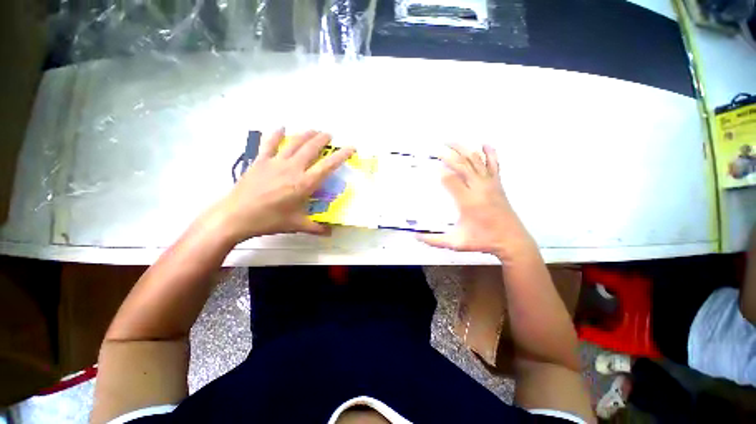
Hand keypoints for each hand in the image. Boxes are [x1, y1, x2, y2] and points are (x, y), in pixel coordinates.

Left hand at [212, 129, 354, 242]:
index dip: (341, 155)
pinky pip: (269, 144)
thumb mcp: (296, 225)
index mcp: (304, 183)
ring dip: (306, 134)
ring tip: (314, 130)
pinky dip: (276, 134)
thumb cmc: (269, 220)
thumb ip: (316, 228)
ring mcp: (275, 162)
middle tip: (330, 135)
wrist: (235, 216)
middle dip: (323, 139)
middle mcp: (293, 168)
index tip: (351, 147)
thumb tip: (330, 233)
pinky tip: (281, 128)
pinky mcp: (260, 161)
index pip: (328, 166)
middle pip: (311, 148)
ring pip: (294, 143)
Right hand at [418, 144, 534, 259]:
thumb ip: (434, 241)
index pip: (450, 179)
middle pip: (462, 164)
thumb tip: (416, 237)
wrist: (512, 241)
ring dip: (463, 149)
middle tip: (436, 149)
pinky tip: (484, 144)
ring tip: (451, 142)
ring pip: (476, 160)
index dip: (439, 171)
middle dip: (448, 154)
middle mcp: (479, 188)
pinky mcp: (498, 184)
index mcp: (467, 201)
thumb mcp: (455, 243)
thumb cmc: (483, 241)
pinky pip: (494, 164)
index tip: (429, 165)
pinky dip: (490, 153)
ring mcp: (490, 184)